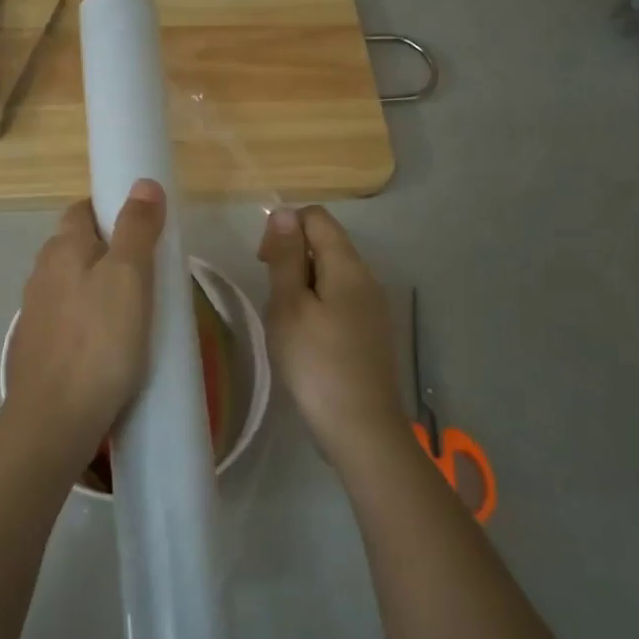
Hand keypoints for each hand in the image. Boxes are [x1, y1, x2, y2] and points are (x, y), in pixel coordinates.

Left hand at [4, 179, 165, 458]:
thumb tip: (144, 183)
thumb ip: (137, 228)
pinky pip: (69, 319)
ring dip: (99, 288)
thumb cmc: (99, 341)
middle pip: (77, 247)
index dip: (112, 210)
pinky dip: (89, 320)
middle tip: (149, 272)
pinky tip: (109, 344)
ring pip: (72, 285)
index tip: (143, 229)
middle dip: (109, 251)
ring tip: (135, 310)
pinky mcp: (38, 347)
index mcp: (61, 249)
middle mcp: (41, 274)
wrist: (55, 419)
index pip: (82, 210)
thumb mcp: (129, 277)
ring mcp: (35, 313)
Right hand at [259, 205, 405, 470]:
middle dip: (292, 257)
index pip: (317, 218)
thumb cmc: (316, 362)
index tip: (264, 262)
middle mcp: (367, 278)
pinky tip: (305, 339)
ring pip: (332, 275)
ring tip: (284, 321)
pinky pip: (340, 301)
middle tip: (271, 297)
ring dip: (302, 285)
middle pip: (326, 244)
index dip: (285, 228)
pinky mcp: (372, 333)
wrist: (360, 427)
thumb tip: (285, 212)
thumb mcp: (289, 306)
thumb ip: (286, 257)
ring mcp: (374, 307)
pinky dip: (317, 306)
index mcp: (348, 266)